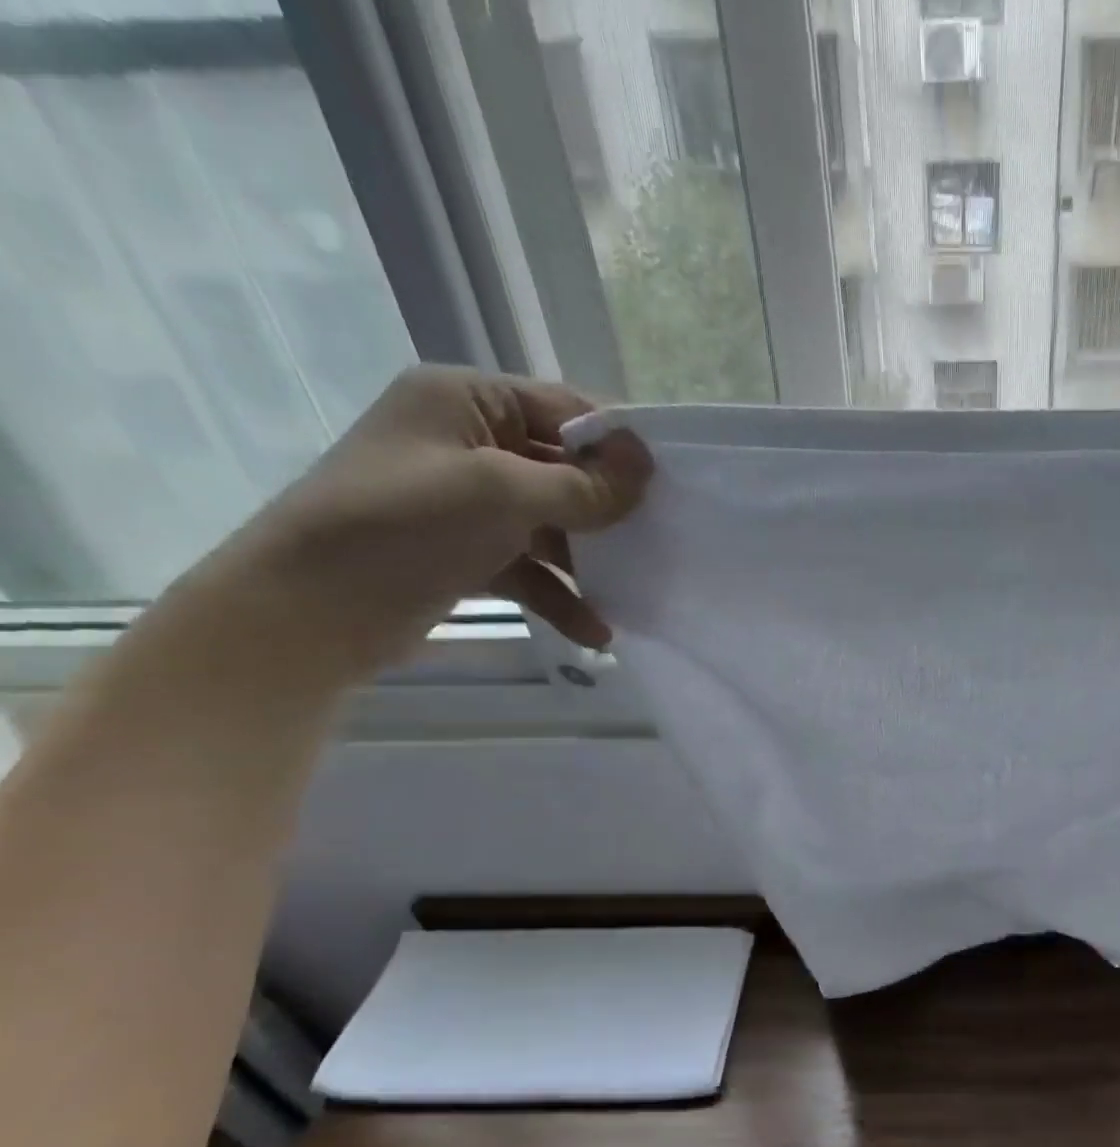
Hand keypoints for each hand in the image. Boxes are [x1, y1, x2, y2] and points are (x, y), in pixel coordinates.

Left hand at [208, 365, 649, 682]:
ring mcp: (464, 500)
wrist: (308, 611)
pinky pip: (529, 566)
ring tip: (635, 595)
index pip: (563, 407)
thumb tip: (646, 464)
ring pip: (551, 523)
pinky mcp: (464, 552)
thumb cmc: (405, 526)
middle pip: (562, 467)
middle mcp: (466, 441)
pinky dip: (560, 595)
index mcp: (465, 400)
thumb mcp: (502, 494)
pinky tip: (595, 632)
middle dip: (609, 509)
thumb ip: (582, 484)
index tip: (671, 481)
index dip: (618, 442)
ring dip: (590, 561)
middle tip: (663, 539)